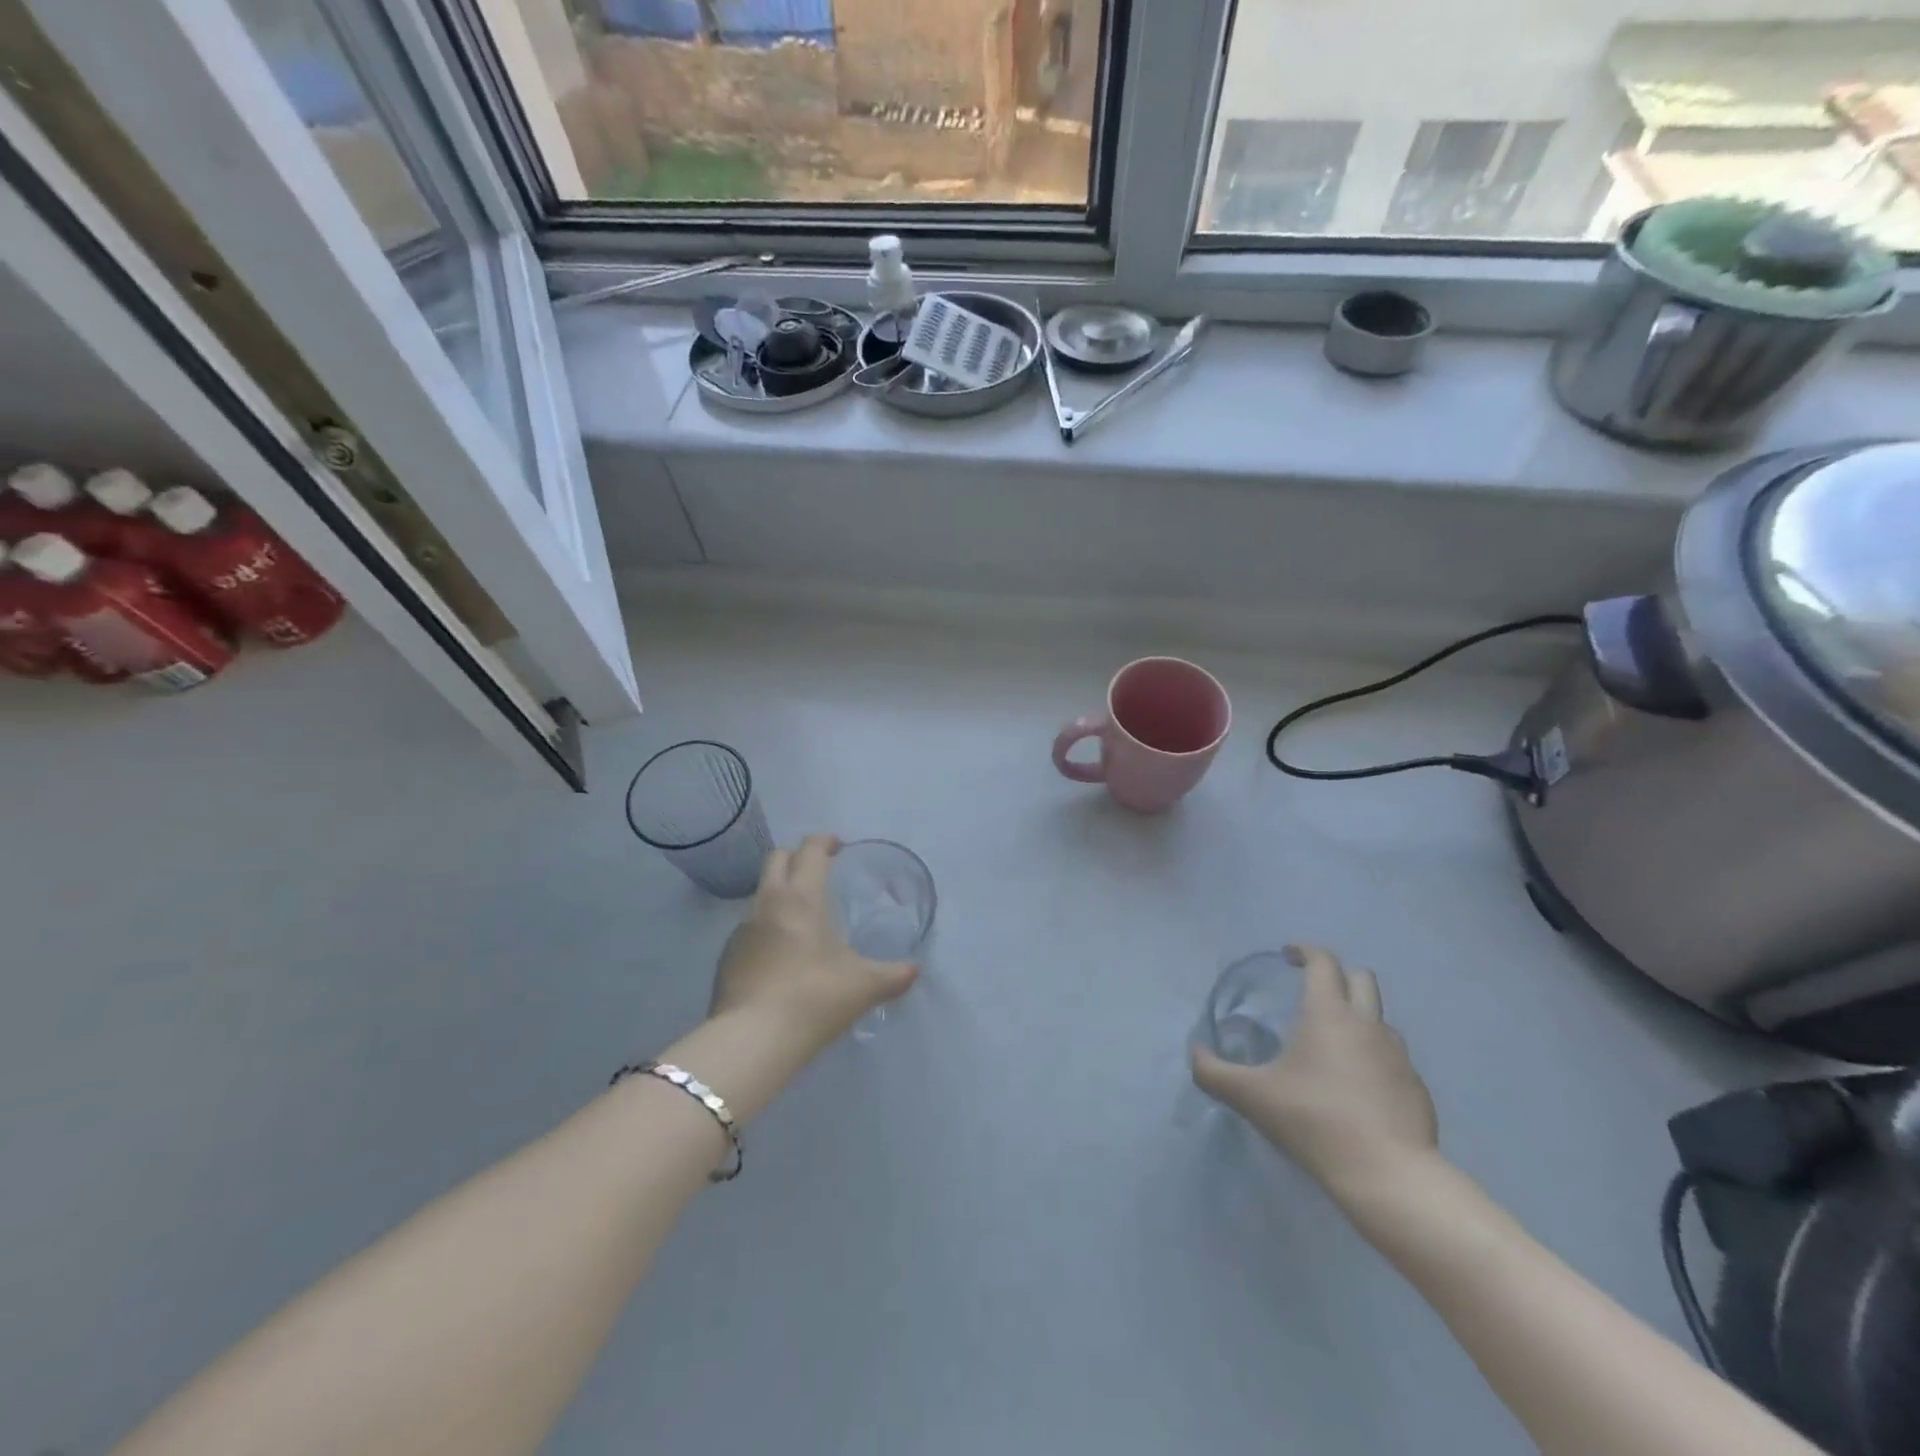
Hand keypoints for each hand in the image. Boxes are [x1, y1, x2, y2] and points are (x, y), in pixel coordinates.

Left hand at [710, 835, 918, 1046]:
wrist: (752, 1040)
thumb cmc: (814, 999)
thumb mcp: (864, 987)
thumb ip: (893, 975)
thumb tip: (914, 971)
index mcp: (802, 897)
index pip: (810, 850)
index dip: (825, 841)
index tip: (839, 846)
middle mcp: (768, 903)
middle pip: (776, 859)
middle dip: (797, 857)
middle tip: (818, 872)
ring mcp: (742, 930)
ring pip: (761, 895)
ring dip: (780, 895)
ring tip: (802, 921)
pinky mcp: (726, 958)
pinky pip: (750, 930)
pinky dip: (766, 930)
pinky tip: (781, 959)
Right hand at [1191, 944, 1437, 1204]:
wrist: (1388, 1176)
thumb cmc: (1314, 1120)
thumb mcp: (1251, 1096)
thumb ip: (1213, 1072)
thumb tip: (1194, 1053)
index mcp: (1328, 1013)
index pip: (1323, 962)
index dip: (1305, 951)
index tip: (1288, 956)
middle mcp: (1367, 1024)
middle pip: (1360, 978)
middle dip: (1336, 975)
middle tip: (1312, 993)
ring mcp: (1398, 1056)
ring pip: (1380, 1019)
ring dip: (1357, 1018)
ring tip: (1333, 1045)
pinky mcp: (1415, 1088)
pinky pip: (1393, 1057)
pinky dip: (1374, 1058)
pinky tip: (1357, 1088)